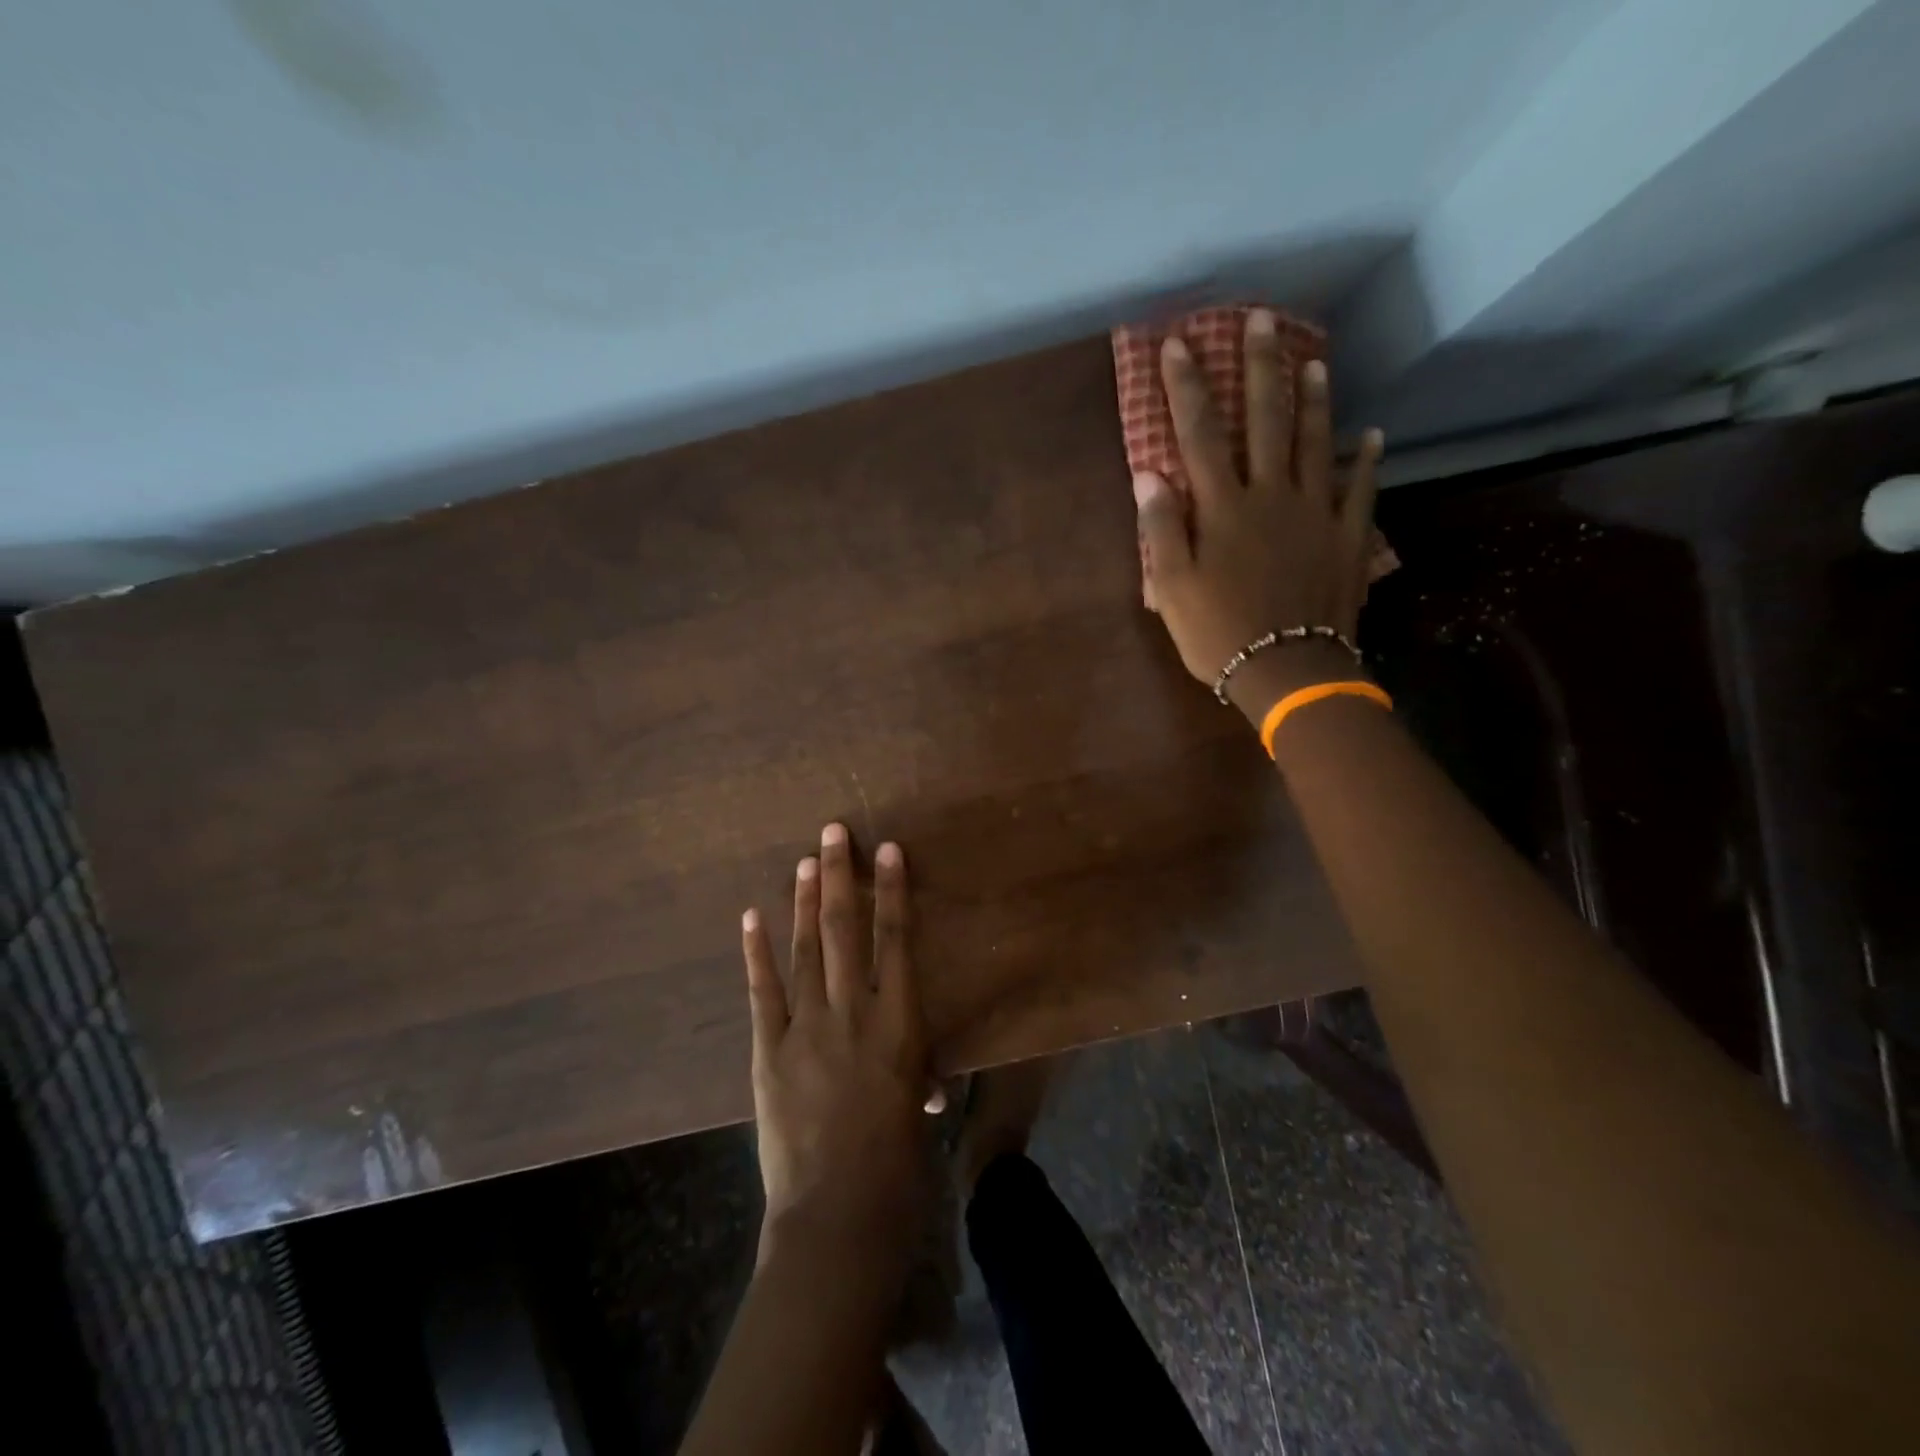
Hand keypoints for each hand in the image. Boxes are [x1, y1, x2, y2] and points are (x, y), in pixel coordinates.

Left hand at [741, 823, 930, 1270]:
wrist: (837, 1214)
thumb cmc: (896, 1164)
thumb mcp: (915, 1109)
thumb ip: (916, 1080)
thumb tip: (923, 1085)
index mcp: (899, 1023)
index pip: (897, 941)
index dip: (892, 891)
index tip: (888, 850)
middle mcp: (853, 1012)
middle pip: (845, 931)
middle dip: (840, 877)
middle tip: (833, 832)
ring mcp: (807, 1029)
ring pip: (806, 951)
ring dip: (804, 902)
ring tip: (804, 861)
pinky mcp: (768, 1051)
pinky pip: (763, 992)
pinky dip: (756, 952)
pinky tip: (752, 917)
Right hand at [1134, 311, 1383, 700]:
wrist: (1288, 670)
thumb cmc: (1219, 632)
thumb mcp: (1172, 588)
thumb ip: (1162, 529)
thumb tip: (1149, 474)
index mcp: (1224, 507)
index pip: (1200, 434)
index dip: (1187, 386)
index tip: (1177, 343)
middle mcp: (1272, 495)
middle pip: (1266, 421)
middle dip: (1261, 367)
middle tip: (1263, 319)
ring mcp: (1316, 513)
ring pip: (1317, 443)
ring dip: (1315, 399)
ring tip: (1317, 361)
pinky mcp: (1346, 537)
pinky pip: (1360, 489)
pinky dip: (1366, 460)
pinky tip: (1373, 435)